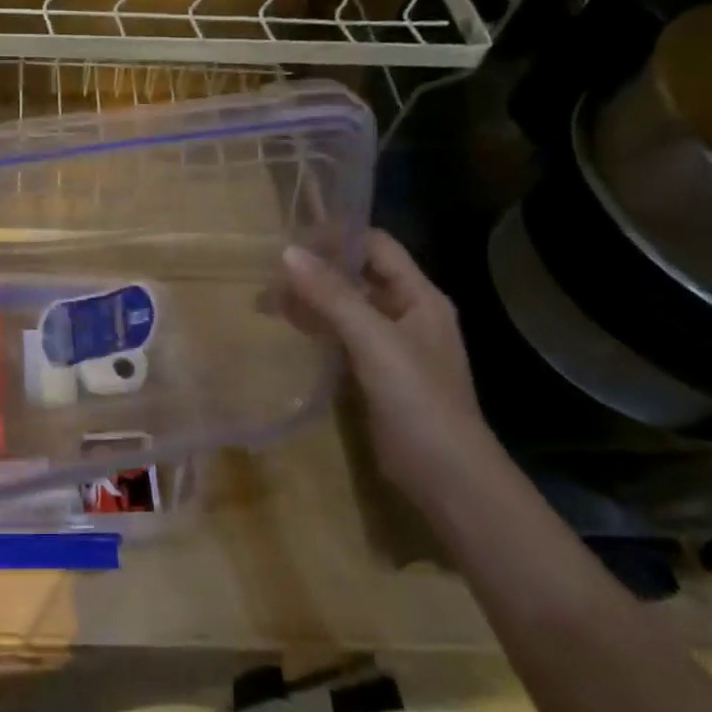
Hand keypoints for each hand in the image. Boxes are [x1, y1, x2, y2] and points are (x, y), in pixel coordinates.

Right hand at [282, 232, 504, 498]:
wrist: (445, 474)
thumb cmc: (417, 399)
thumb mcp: (374, 341)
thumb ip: (332, 296)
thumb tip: (287, 252)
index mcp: (419, 297)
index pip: (376, 246)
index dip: (336, 238)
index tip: (288, 241)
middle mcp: (407, 313)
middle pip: (358, 276)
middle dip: (315, 271)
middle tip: (267, 275)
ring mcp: (391, 345)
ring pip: (346, 307)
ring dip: (310, 300)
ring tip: (266, 301)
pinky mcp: (376, 373)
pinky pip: (342, 337)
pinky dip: (316, 328)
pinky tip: (289, 330)